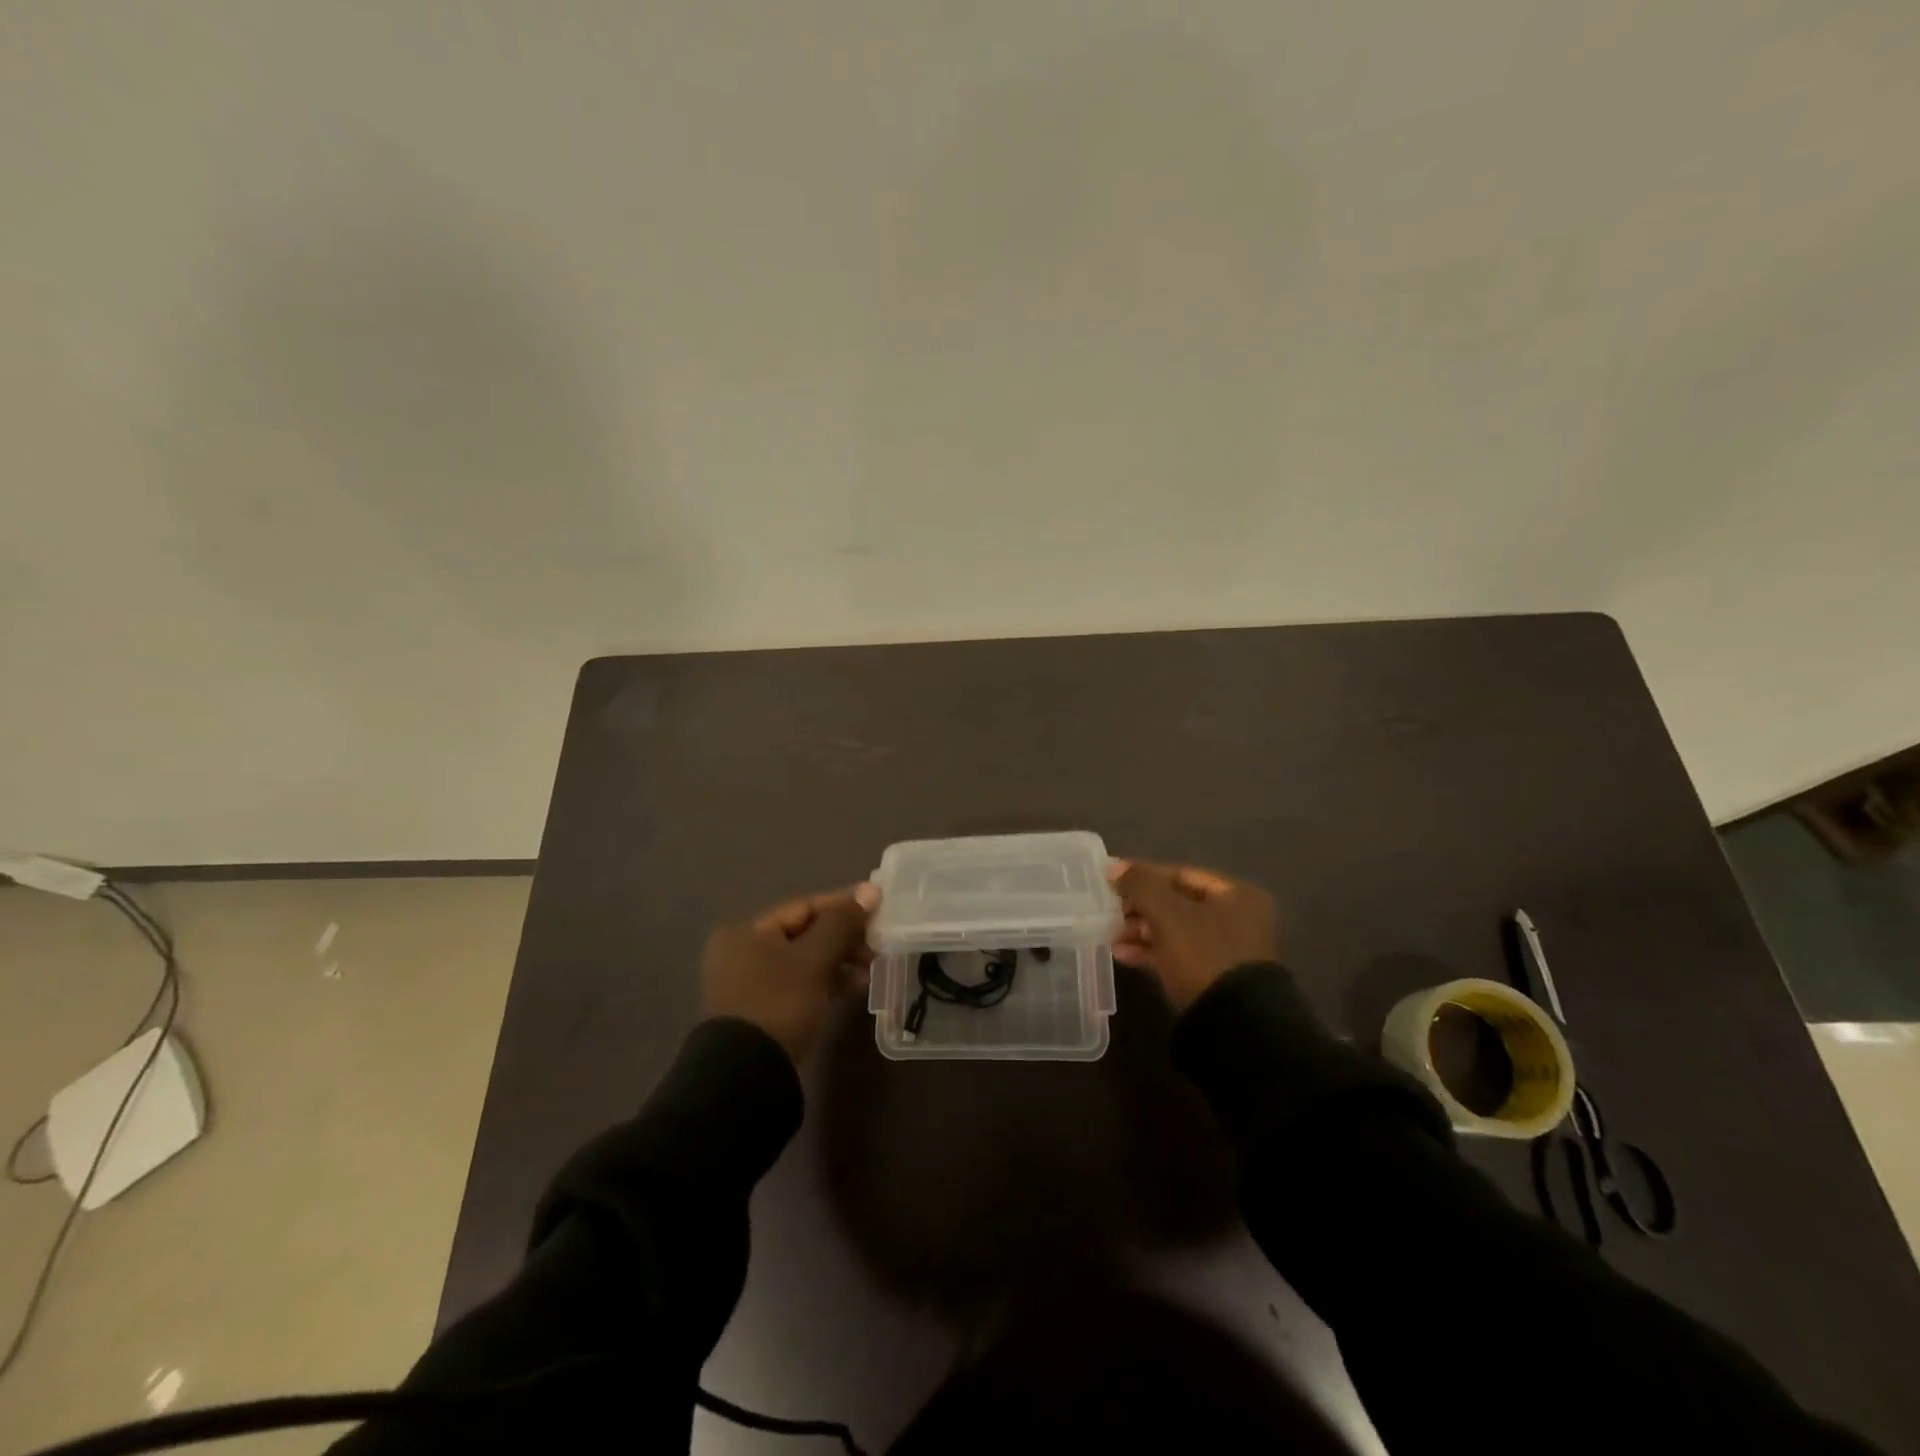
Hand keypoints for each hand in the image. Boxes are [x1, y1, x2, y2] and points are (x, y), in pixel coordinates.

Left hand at [702, 884, 878, 1064]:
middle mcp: (743, 952)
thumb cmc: (779, 1002)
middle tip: (878, 944)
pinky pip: (801, 984)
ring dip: (839, 961)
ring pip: (805, 961)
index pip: (804, 907)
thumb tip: (870, 890)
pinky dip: (827, 982)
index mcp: (746, 931)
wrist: (747, 1074)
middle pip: (805, 933)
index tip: (878, 906)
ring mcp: (751, 983)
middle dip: (844, 937)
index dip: (843, 904)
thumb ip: (841, 923)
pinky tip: (854, 987)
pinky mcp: (763, 1010)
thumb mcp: (814, 958)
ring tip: (871, 968)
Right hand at [1109, 859, 1278, 1010]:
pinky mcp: (1212, 975)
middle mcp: (1235, 918)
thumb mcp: (1168, 914)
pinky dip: (1150, 951)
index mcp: (1235, 895)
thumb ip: (1140, 885)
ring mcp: (1225, 949)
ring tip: (1110, 934)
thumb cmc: (1203, 955)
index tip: (1110, 879)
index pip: (1180, 874)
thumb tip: (1113, 866)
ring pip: (1174, 928)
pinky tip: (1121, 954)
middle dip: (1139, 906)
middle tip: (1109, 909)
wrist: (1233, 1024)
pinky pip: (1176, 953)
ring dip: (1140, 929)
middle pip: (1176, 902)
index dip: (1143, 874)